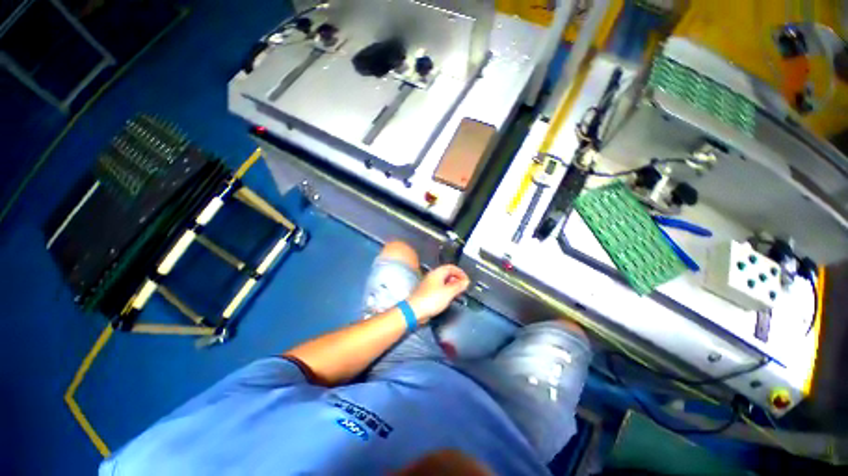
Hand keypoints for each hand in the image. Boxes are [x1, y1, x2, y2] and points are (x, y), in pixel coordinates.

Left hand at [406, 265, 469, 322]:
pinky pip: (439, 289)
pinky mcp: (427, 293)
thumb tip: (466, 281)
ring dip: (452, 286)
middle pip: (447, 274)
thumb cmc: (431, 299)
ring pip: (443, 282)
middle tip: (463, 287)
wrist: (415, 311)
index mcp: (437, 273)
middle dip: (457, 279)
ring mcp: (429, 284)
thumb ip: (458, 286)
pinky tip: (449, 298)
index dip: (460, 272)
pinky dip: (446, 291)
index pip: (451, 267)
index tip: (466, 280)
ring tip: (458, 293)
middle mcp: (432, 276)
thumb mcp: (449, 292)